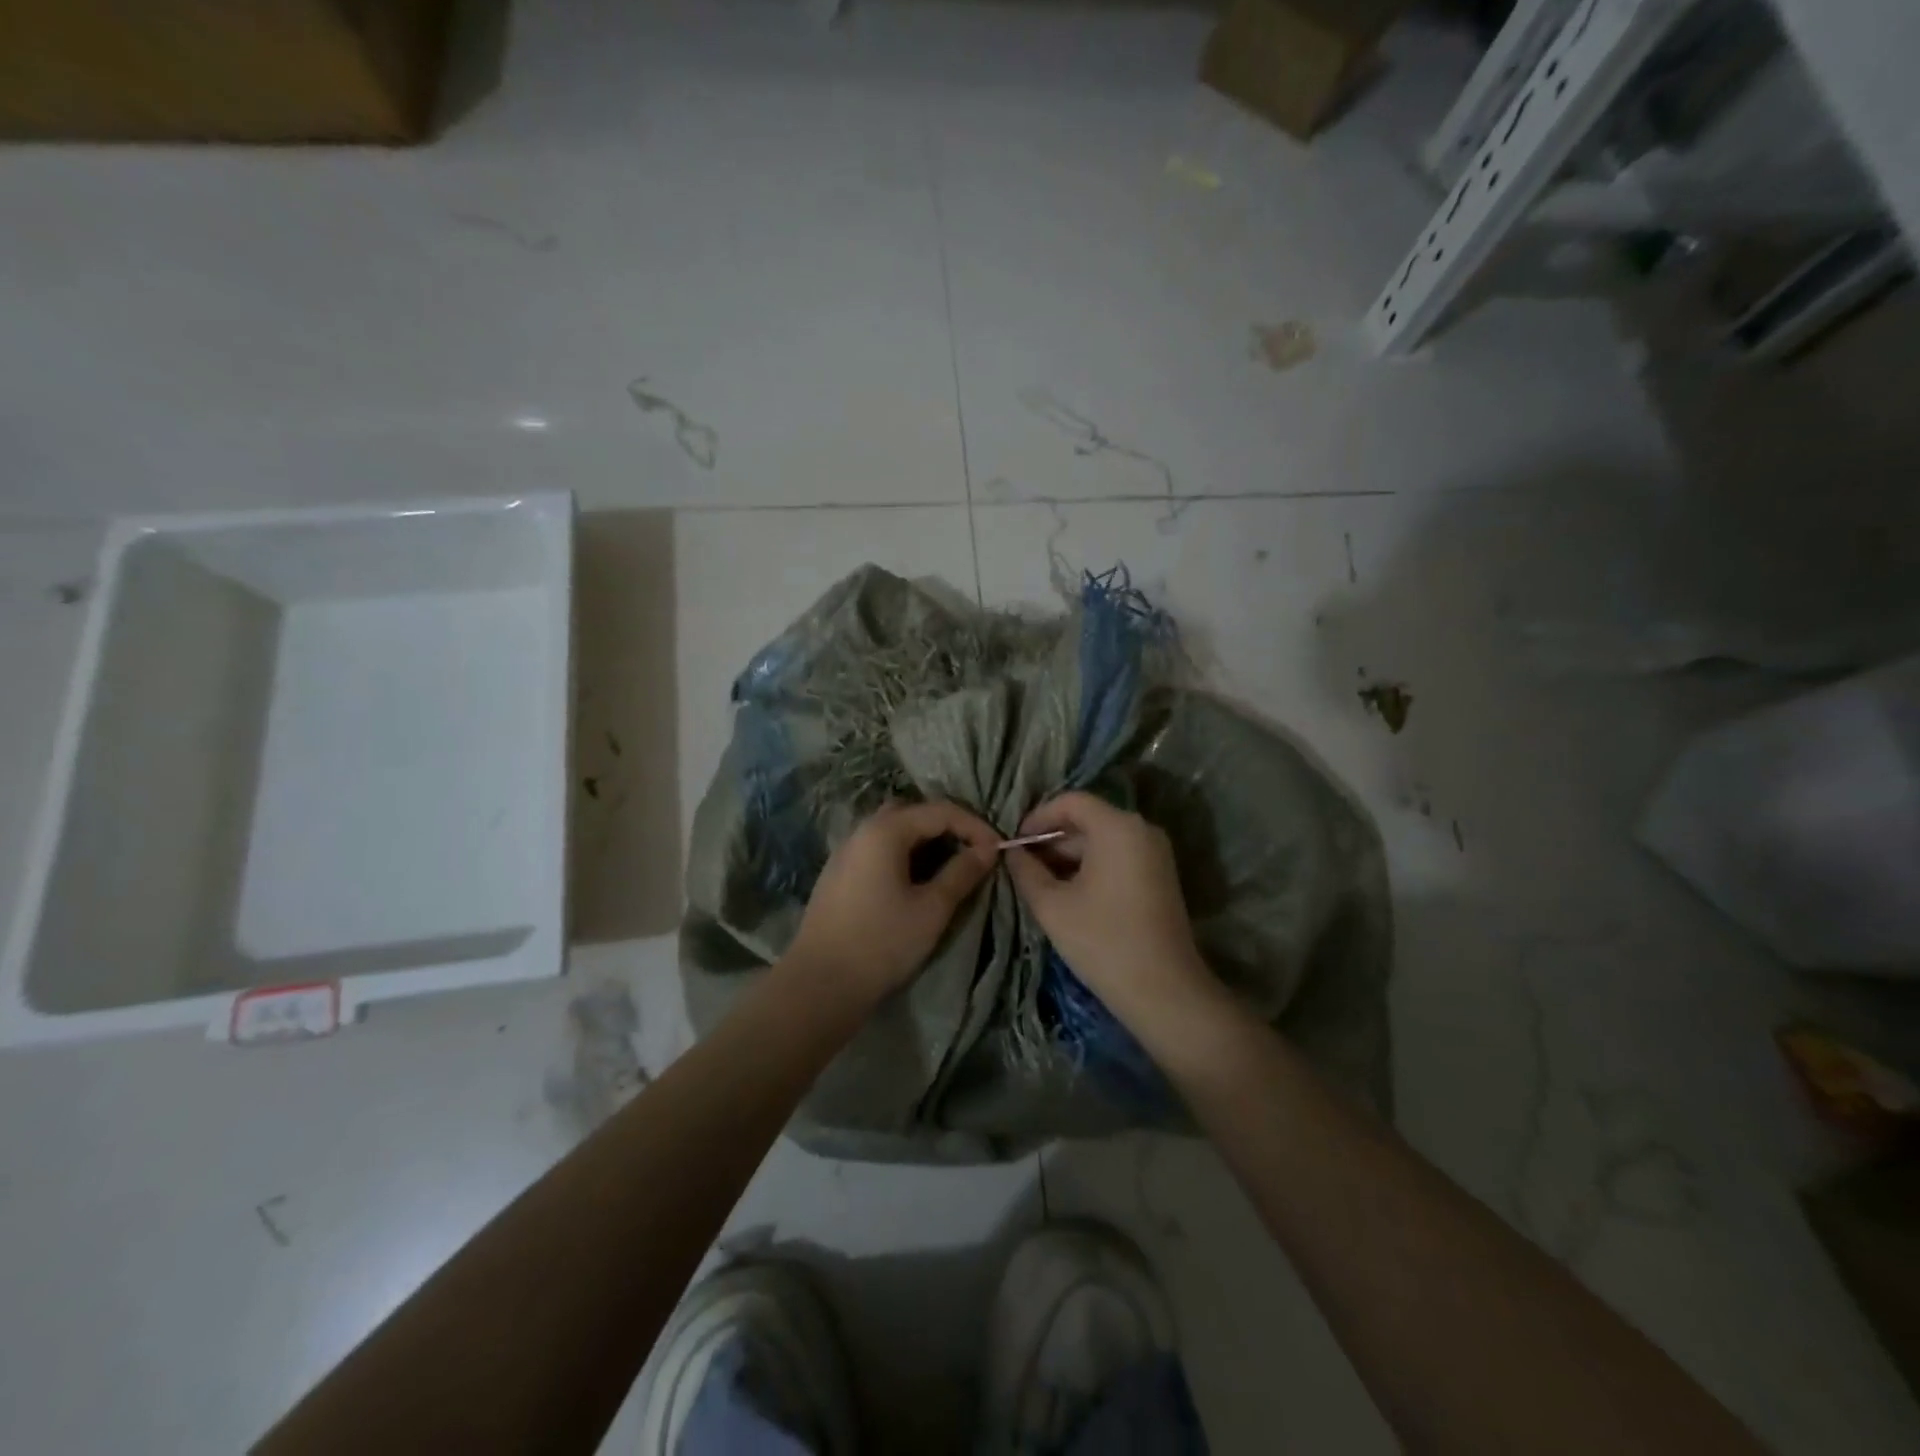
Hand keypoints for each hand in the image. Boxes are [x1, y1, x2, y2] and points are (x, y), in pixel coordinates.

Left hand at [786, 799, 997, 1005]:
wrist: (820, 984)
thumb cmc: (882, 943)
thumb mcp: (932, 909)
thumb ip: (962, 873)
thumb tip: (987, 850)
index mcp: (885, 830)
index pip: (941, 811)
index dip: (975, 826)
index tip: (999, 850)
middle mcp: (862, 830)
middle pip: (914, 813)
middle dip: (949, 828)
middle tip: (975, 853)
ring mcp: (846, 851)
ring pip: (895, 831)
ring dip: (926, 842)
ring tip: (951, 867)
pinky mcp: (839, 873)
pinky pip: (879, 849)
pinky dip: (905, 855)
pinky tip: (917, 881)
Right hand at [1005, 791, 1212, 1028]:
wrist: (1164, 991)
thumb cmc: (1103, 941)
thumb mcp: (1052, 906)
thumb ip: (1026, 871)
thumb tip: (1013, 853)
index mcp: (1117, 827)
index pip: (1070, 801)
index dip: (1038, 817)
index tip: (1015, 843)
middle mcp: (1141, 829)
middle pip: (1087, 820)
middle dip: (1051, 839)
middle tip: (1022, 866)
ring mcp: (1155, 853)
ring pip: (1101, 840)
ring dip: (1068, 856)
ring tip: (1039, 882)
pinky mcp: (1159, 876)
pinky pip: (1117, 857)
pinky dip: (1090, 867)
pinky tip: (1068, 893)